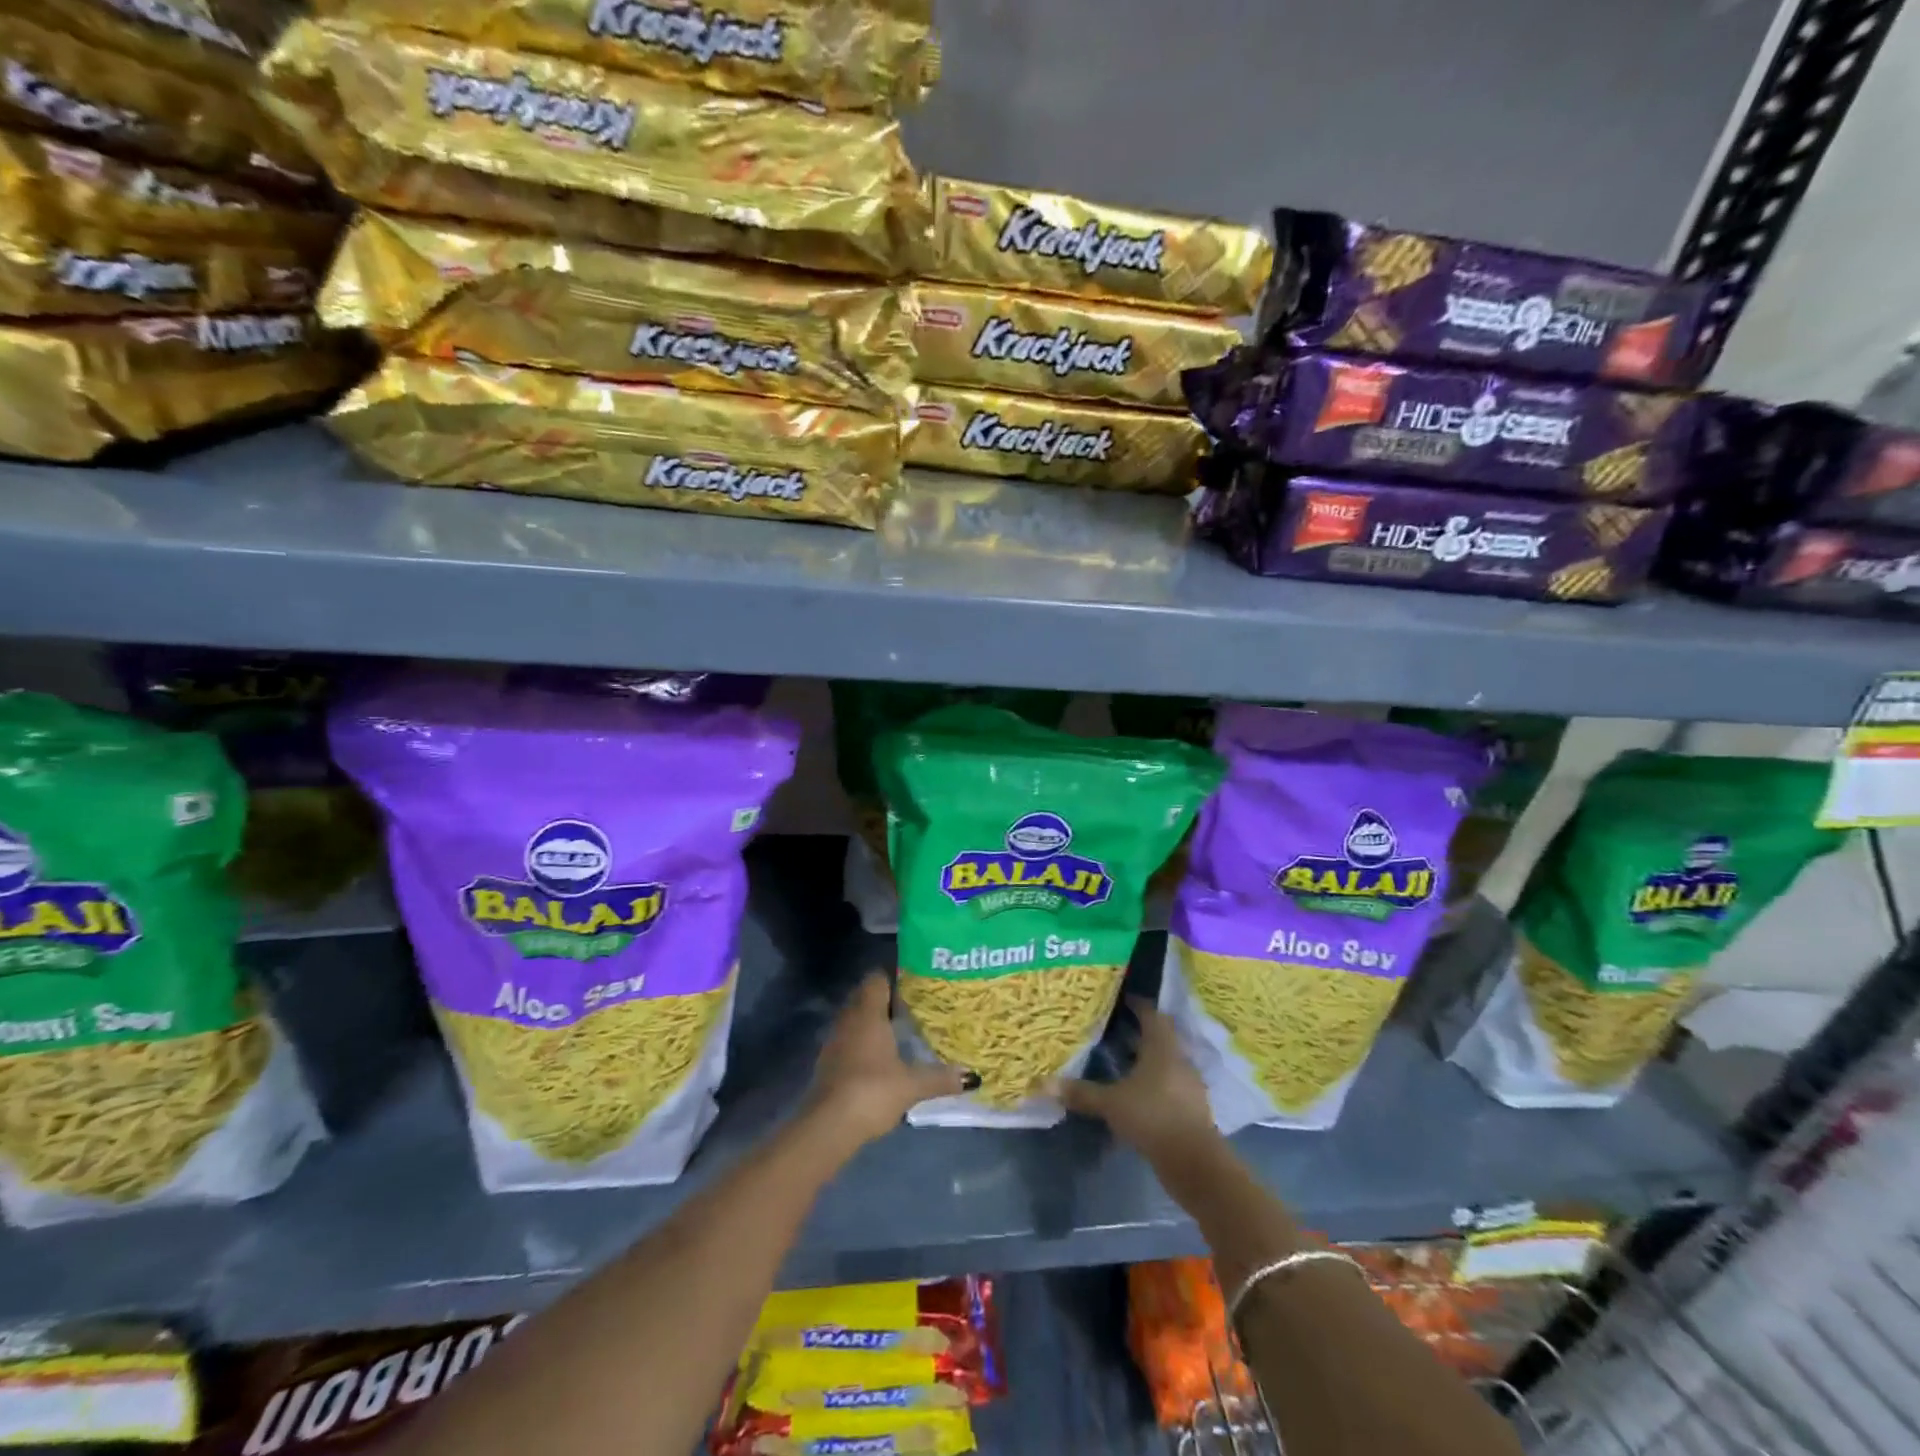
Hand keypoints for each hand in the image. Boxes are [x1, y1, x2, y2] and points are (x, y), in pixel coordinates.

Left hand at [805, 973, 969, 1150]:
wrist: (828, 1126)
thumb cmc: (872, 1091)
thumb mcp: (911, 1085)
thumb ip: (940, 1078)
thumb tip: (972, 1076)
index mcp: (868, 1013)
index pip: (877, 978)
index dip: (894, 977)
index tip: (915, 984)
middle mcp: (848, 1019)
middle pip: (865, 997)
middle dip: (886, 1000)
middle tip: (914, 1007)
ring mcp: (835, 1041)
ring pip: (855, 1019)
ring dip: (873, 1023)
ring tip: (901, 1032)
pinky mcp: (828, 1063)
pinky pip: (848, 1040)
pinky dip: (863, 1043)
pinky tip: (881, 1059)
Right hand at [1054, 998, 1216, 1160]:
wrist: (1194, 1162)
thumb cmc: (1152, 1116)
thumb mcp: (1111, 1103)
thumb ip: (1082, 1093)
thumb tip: (1046, 1084)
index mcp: (1162, 1047)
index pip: (1152, 1014)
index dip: (1137, 1005)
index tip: (1122, 1000)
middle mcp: (1178, 1059)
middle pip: (1160, 1037)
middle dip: (1140, 1031)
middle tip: (1115, 1028)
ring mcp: (1188, 1084)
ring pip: (1166, 1062)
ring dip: (1147, 1059)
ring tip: (1122, 1061)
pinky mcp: (1191, 1108)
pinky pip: (1170, 1084)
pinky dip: (1154, 1083)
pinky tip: (1136, 1093)